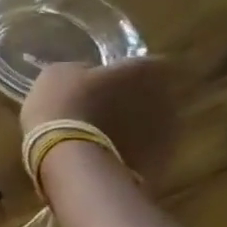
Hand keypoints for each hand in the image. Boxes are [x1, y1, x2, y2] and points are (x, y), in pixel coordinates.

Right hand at [20, 58, 178, 186]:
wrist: (72, 163)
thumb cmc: (64, 108)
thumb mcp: (58, 75)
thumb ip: (82, 70)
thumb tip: (88, 74)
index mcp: (143, 71)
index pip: (147, 62)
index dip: (127, 70)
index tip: (107, 79)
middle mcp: (165, 98)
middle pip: (151, 94)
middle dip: (129, 99)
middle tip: (100, 107)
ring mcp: (167, 133)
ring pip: (148, 124)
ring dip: (129, 127)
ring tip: (98, 137)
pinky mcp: (160, 164)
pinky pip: (143, 151)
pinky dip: (127, 152)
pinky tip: (101, 158)